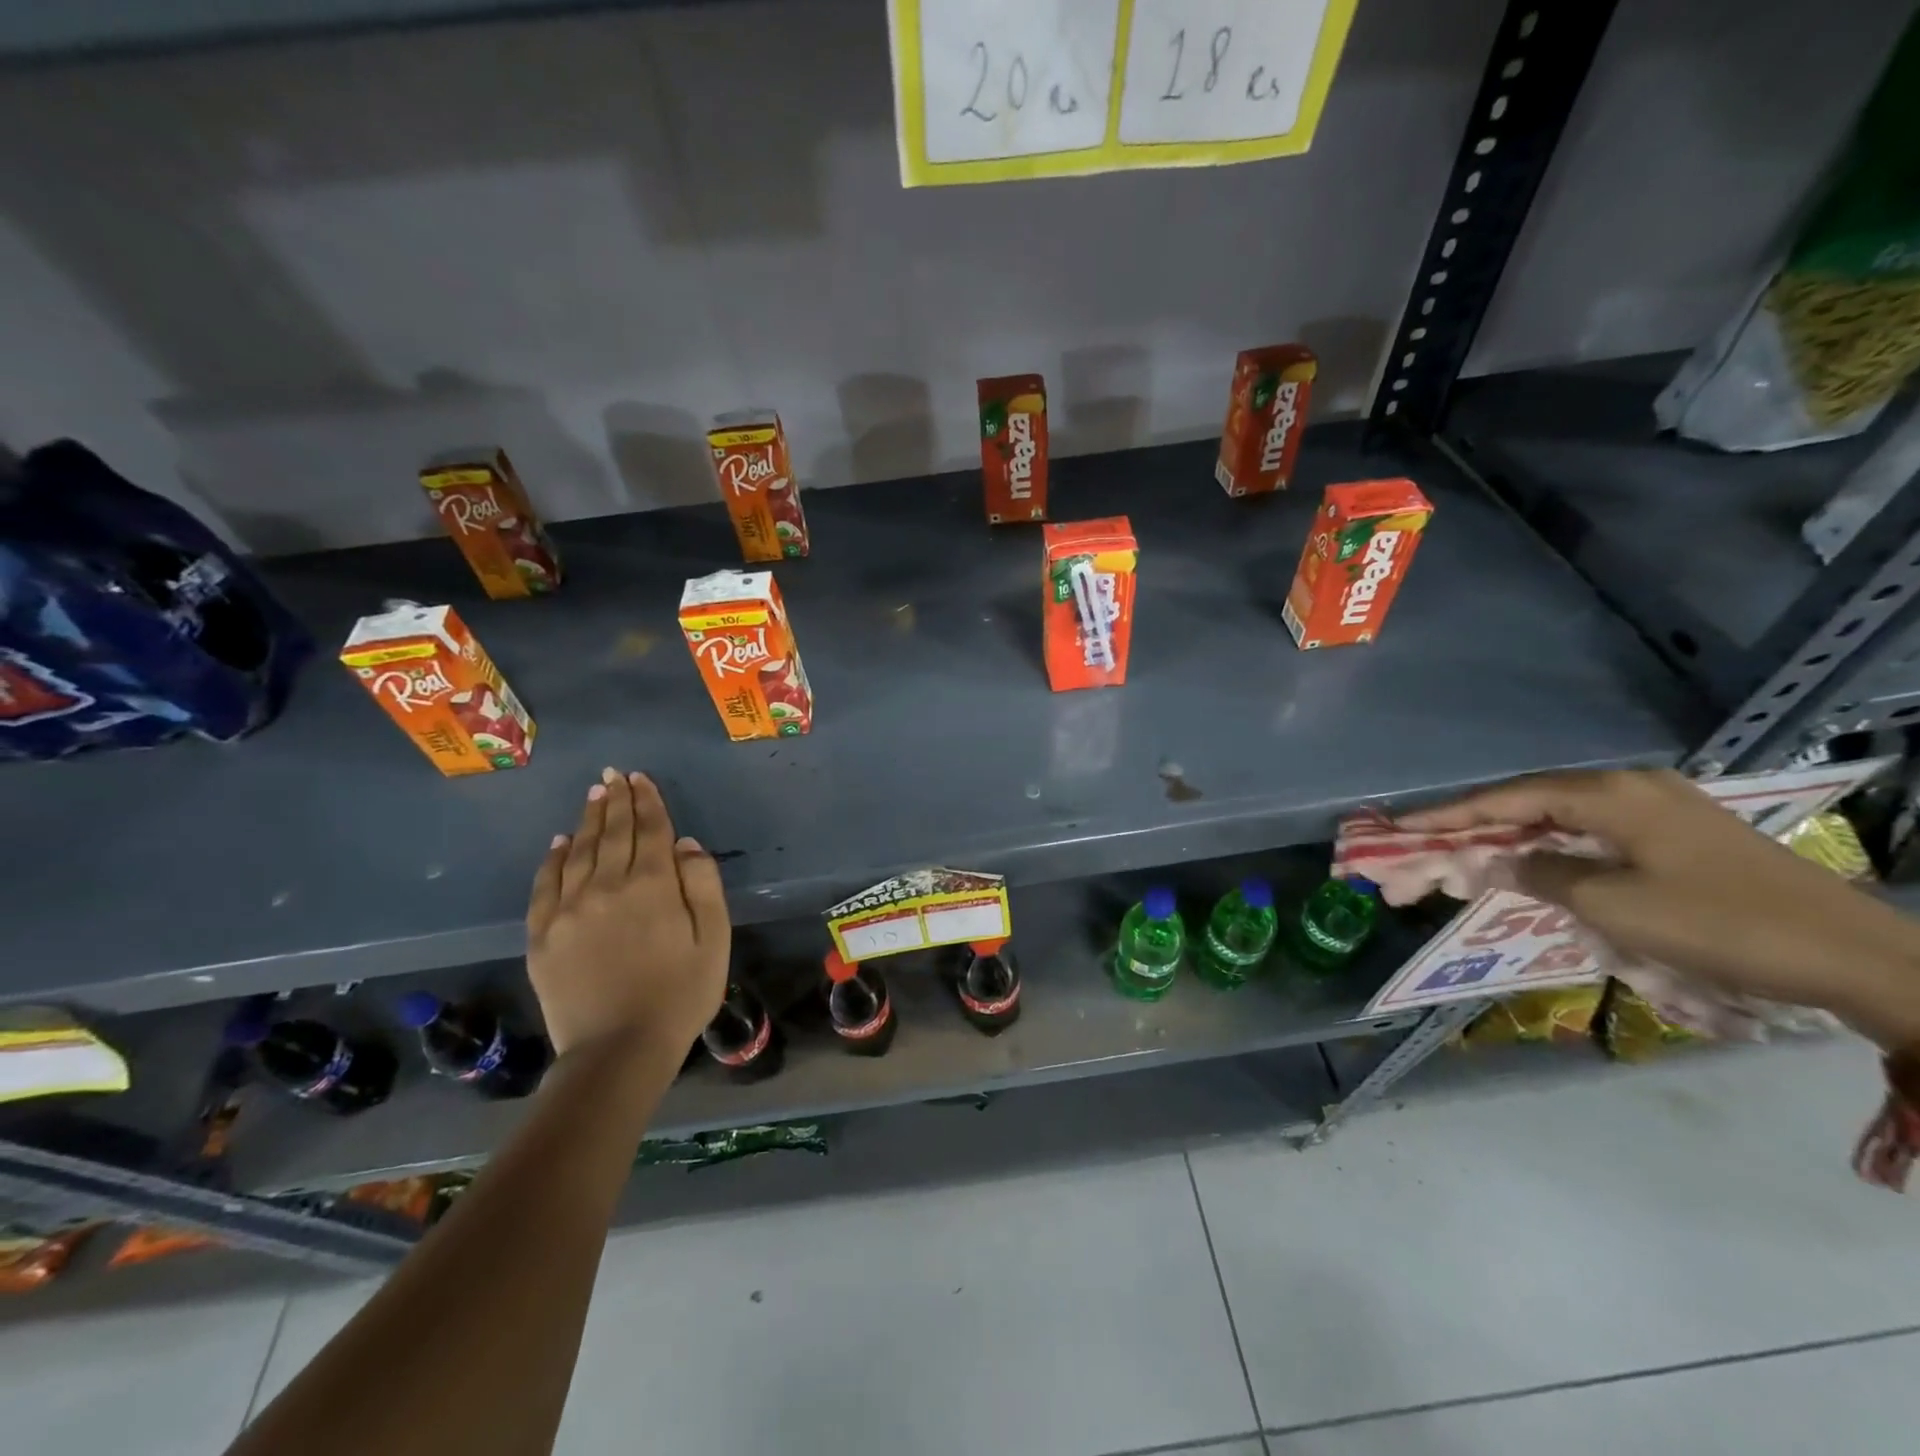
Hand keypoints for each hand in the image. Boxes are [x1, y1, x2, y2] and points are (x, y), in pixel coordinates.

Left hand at [526, 769, 729, 1059]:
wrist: (618, 1051)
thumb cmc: (680, 995)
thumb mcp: (714, 939)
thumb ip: (703, 886)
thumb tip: (685, 844)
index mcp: (652, 886)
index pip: (650, 830)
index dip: (647, 801)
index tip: (640, 778)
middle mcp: (607, 886)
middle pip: (613, 833)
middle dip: (617, 800)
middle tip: (614, 775)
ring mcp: (569, 909)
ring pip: (579, 852)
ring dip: (588, 820)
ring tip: (594, 795)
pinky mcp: (542, 934)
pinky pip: (546, 884)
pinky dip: (553, 858)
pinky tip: (560, 842)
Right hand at [1399, 768, 1919, 1048]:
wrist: (1859, 957)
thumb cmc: (1720, 925)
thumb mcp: (1613, 906)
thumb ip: (1540, 876)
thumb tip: (1496, 863)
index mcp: (1610, 794)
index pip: (1506, 799)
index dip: (1449, 816)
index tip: (1400, 829)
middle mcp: (1630, 788)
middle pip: (1530, 802)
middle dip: (1474, 826)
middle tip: (1426, 846)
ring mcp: (1660, 809)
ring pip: (1561, 817)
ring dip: (1512, 838)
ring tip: (1467, 856)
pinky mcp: (1680, 834)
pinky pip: (1593, 832)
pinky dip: (1552, 847)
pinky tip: (1534, 864)